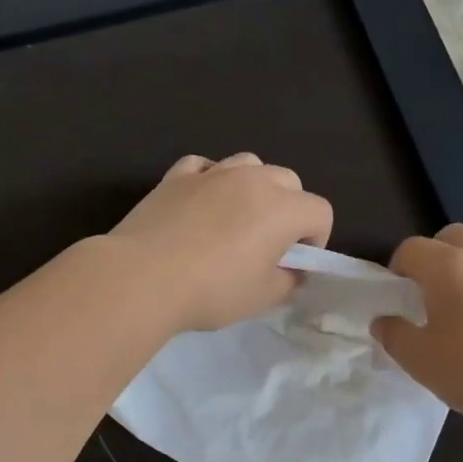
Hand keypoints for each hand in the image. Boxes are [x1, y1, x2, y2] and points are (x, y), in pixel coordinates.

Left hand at [109, 153, 333, 331]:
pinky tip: (200, 203)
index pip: (320, 212)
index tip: (295, 263)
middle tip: (268, 243)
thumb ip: (288, 281)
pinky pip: (204, 166)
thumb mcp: (262, 297)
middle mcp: (252, 179)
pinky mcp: (176, 176)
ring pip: (249, 164)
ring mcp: (212, 173)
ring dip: (253, 186)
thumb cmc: (211, 291)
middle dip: (289, 208)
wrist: (142, 278)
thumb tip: (292, 272)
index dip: (316, 239)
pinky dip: (210, 180)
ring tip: (236, 218)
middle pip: (288, 181)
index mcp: (282, 208)